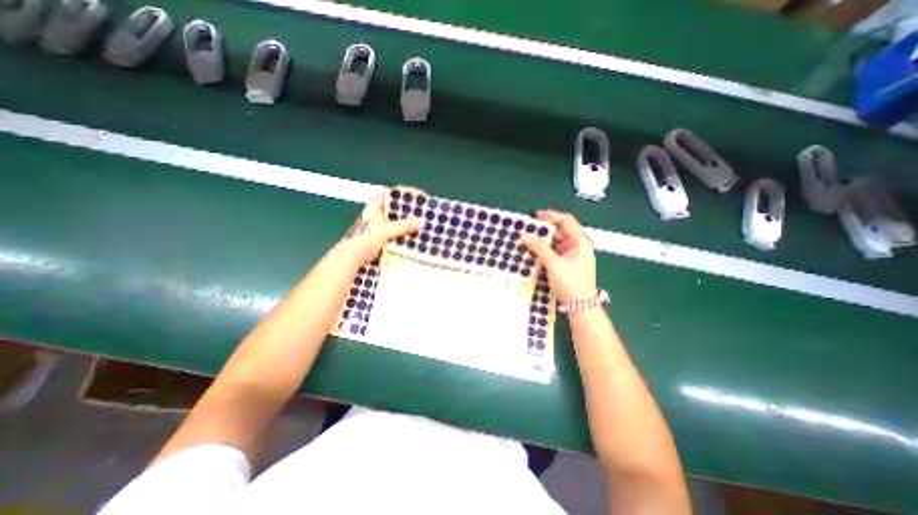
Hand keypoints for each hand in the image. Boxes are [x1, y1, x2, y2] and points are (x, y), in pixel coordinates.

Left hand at [336, 194, 422, 262]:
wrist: (353, 255)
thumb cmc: (366, 238)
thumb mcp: (387, 229)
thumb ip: (404, 225)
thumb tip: (422, 221)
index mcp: (375, 206)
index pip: (391, 196)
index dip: (404, 195)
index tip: (417, 198)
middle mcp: (376, 214)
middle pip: (395, 209)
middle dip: (407, 211)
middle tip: (422, 213)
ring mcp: (377, 225)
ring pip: (395, 221)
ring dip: (406, 223)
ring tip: (420, 224)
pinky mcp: (380, 236)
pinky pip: (394, 232)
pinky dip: (402, 233)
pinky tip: (412, 235)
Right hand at [519, 209, 599, 304]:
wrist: (580, 305)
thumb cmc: (570, 282)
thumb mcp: (554, 264)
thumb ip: (539, 248)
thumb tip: (524, 235)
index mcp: (580, 241)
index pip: (566, 220)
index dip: (551, 215)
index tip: (535, 216)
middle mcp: (578, 244)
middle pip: (560, 230)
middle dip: (544, 229)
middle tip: (528, 229)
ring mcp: (573, 253)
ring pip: (557, 241)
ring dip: (543, 239)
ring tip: (528, 238)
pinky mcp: (567, 261)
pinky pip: (555, 250)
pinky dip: (545, 249)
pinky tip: (534, 250)